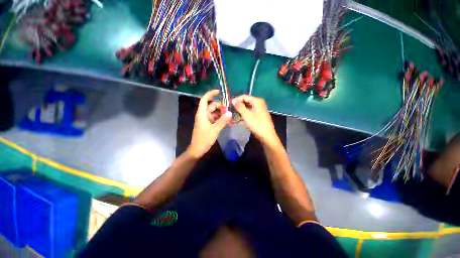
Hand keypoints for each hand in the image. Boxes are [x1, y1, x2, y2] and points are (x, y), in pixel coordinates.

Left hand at [187, 90, 231, 158]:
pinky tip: (227, 120)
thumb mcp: (214, 130)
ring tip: (230, 115)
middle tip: (229, 108)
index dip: (211, 94)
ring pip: (214, 112)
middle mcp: (203, 115)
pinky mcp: (208, 124)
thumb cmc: (204, 139)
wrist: (198, 149)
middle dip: (220, 106)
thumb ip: (222, 121)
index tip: (219, 92)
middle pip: (212, 106)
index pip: (205, 100)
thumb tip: (230, 113)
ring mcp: (206, 120)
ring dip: (221, 112)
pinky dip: (220, 118)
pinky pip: (215, 118)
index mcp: (202, 114)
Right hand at [232, 95, 279, 146]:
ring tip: (234, 113)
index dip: (236, 99)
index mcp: (257, 101)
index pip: (244, 96)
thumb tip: (234, 101)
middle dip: (239, 104)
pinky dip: (245, 112)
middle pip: (247, 100)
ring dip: (241, 109)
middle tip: (231, 109)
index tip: (230, 104)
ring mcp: (260, 108)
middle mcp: (259, 103)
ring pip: (248, 106)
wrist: (267, 135)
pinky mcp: (260, 114)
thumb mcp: (247, 115)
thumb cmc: (257, 125)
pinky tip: (240, 116)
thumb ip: (240, 107)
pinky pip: (251, 110)